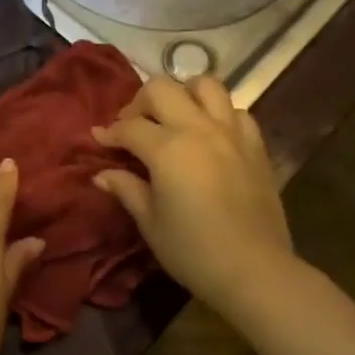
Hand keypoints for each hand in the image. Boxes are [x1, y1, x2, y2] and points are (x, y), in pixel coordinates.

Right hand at [91, 75, 298, 320]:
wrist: (254, 269)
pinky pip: (236, 111)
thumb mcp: (150, 222)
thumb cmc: (192, 250)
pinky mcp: (256, 145)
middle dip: (140, 102)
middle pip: (163, 89)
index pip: (129, 127)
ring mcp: (232, 132)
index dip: (109, 132)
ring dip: (183, 94)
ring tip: (173, 118)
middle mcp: (199, 128)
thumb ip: (126, 189)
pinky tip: (209, 135)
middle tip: (133, 127)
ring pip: (205, 85)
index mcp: (167, 148)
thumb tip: (102, 174)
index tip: (98, 139)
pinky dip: (218, 114)